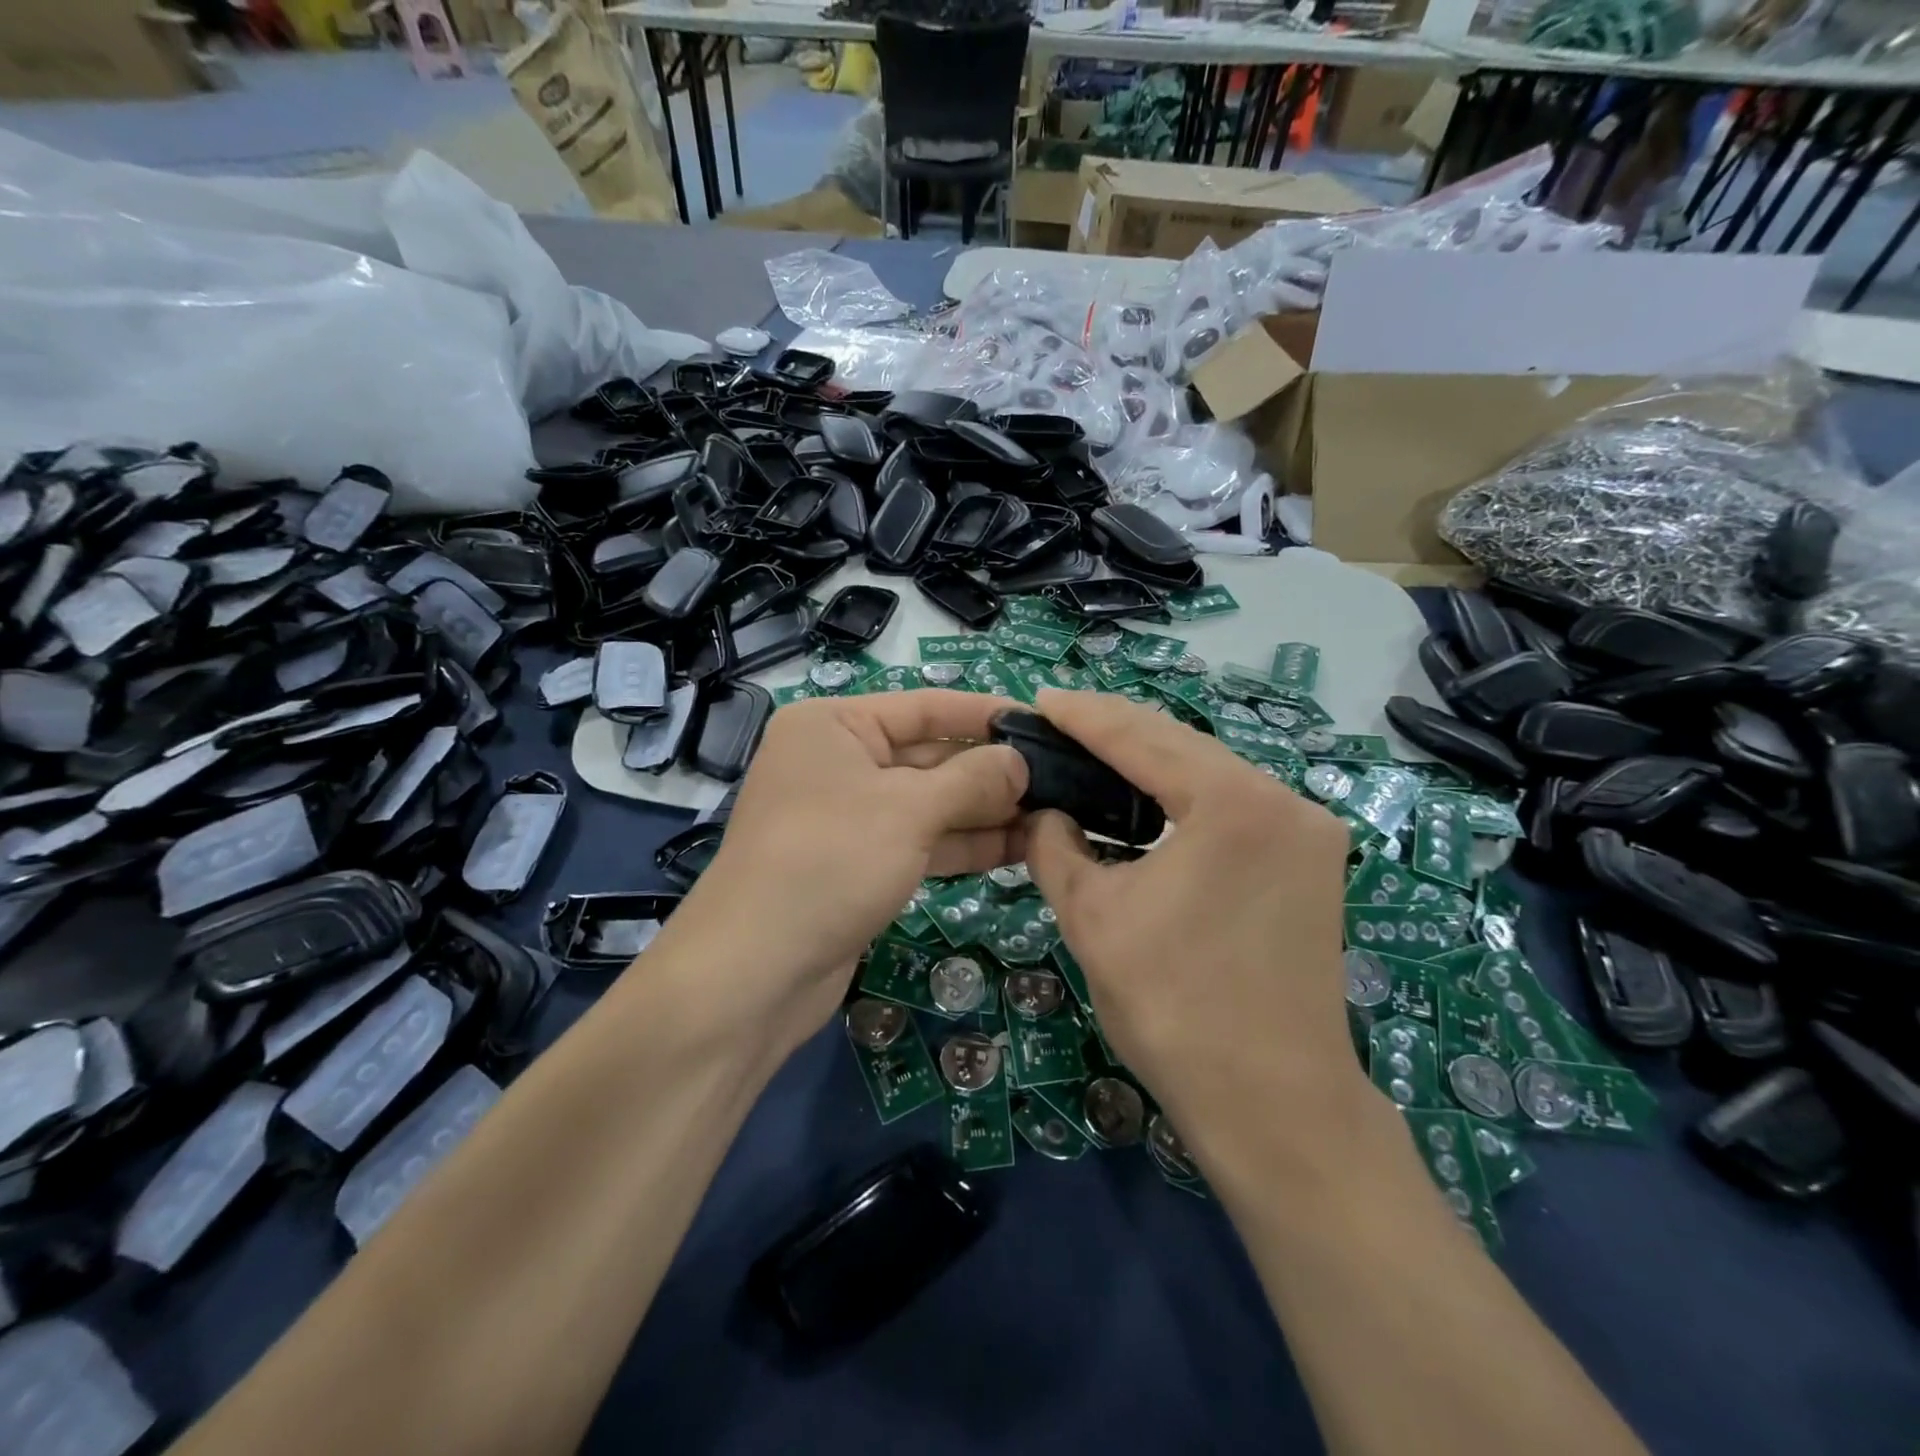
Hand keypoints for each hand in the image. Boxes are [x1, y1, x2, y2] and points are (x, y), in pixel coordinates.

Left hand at [663, 690, 1027, 1051]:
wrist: (756, 972)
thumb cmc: (830, 862)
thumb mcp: (908, 810)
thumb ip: (971, 780)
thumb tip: (1019, 761)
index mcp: (834, 726)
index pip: (924, 707)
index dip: (984, 716)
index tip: (1042, 725)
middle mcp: (838, 763)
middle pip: (929, 757)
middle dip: (991, 772)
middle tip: (1059, 781)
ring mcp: (848, 817)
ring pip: (928, 804)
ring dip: (985, 812)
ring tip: (1052, 816)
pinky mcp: (858, 864)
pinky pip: (919, 841)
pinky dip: (962, 844)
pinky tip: (1017, 848)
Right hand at [1023, 690, 1365, 1150]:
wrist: (1274, 1103)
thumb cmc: (1174, 1006)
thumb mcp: (1092, 916)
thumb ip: (1055, 846)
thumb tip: (1045, 812)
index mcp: (1232, 803)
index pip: (1140, 737)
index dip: (1083, 716)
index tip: (1039, 700)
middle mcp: (1283, 801)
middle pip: (1182, 744)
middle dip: (1116, 728)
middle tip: (1059, 720)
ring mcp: (1307, 831)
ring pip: (1212, 771)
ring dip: (1152, 760)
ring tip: (1093, 750)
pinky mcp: (1311, 861)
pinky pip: (1235, 803)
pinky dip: (1185, 794)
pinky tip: (1147, 798)